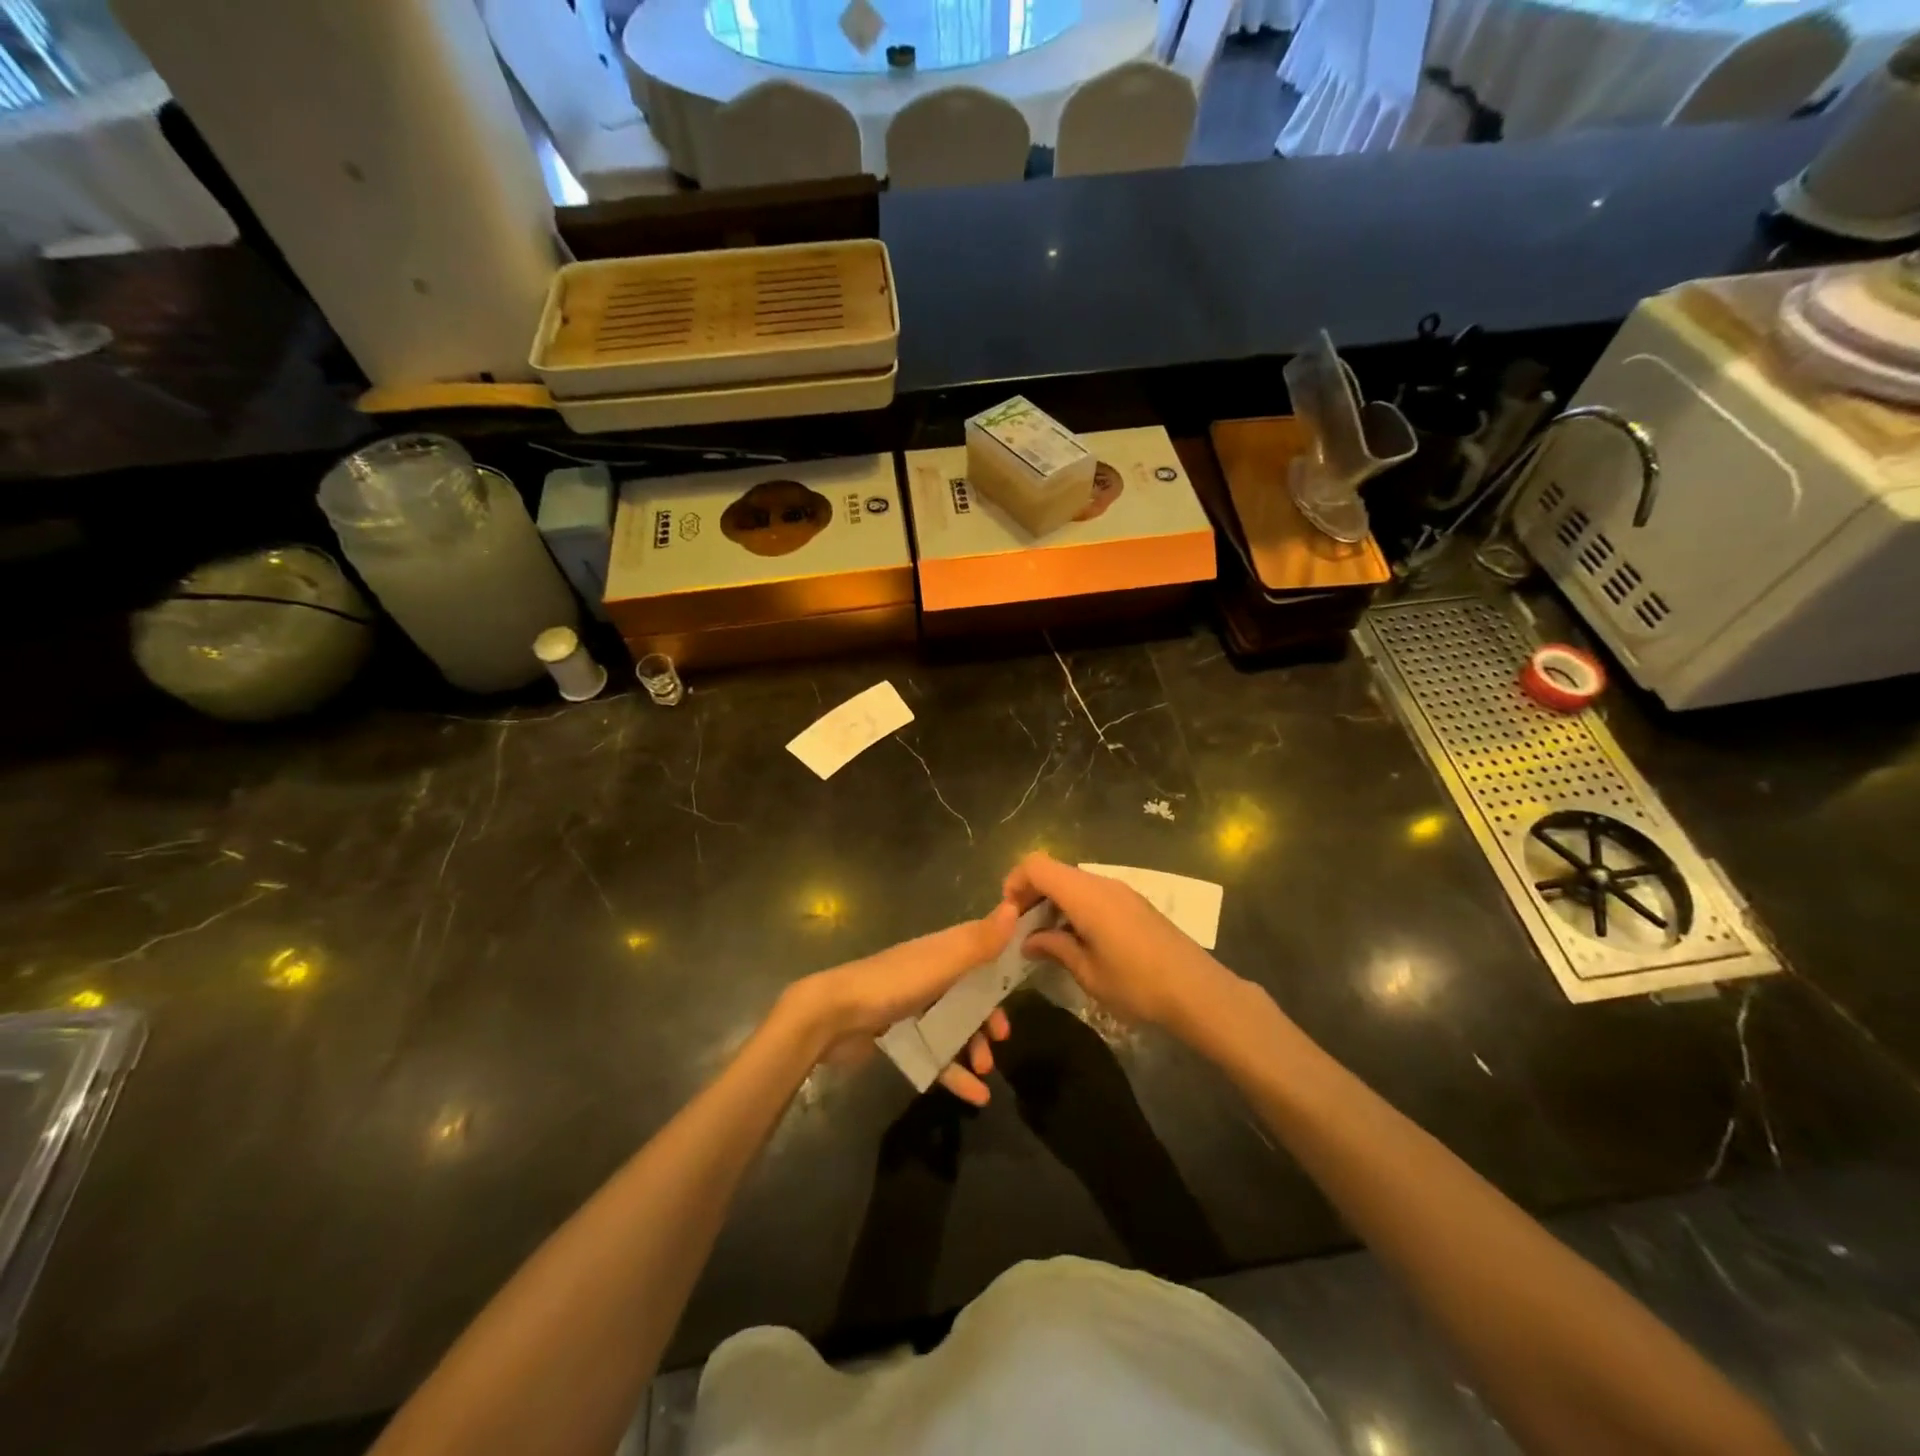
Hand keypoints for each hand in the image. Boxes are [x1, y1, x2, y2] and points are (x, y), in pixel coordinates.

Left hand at [786, 901, 1018, 1105]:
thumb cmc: (893, 984)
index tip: (1021, 987)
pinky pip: (937, 1054)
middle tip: (1000, 1038)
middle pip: (971, 994)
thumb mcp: (943, 962)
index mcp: (941, 952)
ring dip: (974, 1047)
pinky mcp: (901, 1037)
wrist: (833, 1017)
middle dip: (989, 1016)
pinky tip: (975, 1095)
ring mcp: (914, 1007)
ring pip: (956, 1026)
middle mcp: (931, 975)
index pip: (981, 952)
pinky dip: (956, 1073)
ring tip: (985, 1070)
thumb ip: (979, 941)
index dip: (1002, 968)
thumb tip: (1015, 907)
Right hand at [1004, 853, 1236, 1032]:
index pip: (1036, 866)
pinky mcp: (1133, 903)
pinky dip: (1074, 907)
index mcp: (1085, 895)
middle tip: (1021, 932)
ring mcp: (1120, 891)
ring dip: (1053, 902)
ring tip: (1046, 939)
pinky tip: (1077, 940)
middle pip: (1054, 871)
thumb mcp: (1088, 972)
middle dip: (1031, 895)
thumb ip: (1055, 948)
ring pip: (1073, 882)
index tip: (1007, 916)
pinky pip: (1092, 893)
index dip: (1015, 882)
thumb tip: (1029, 940)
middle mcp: (1101, 883)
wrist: (1199, 992)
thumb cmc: (1138, 985)